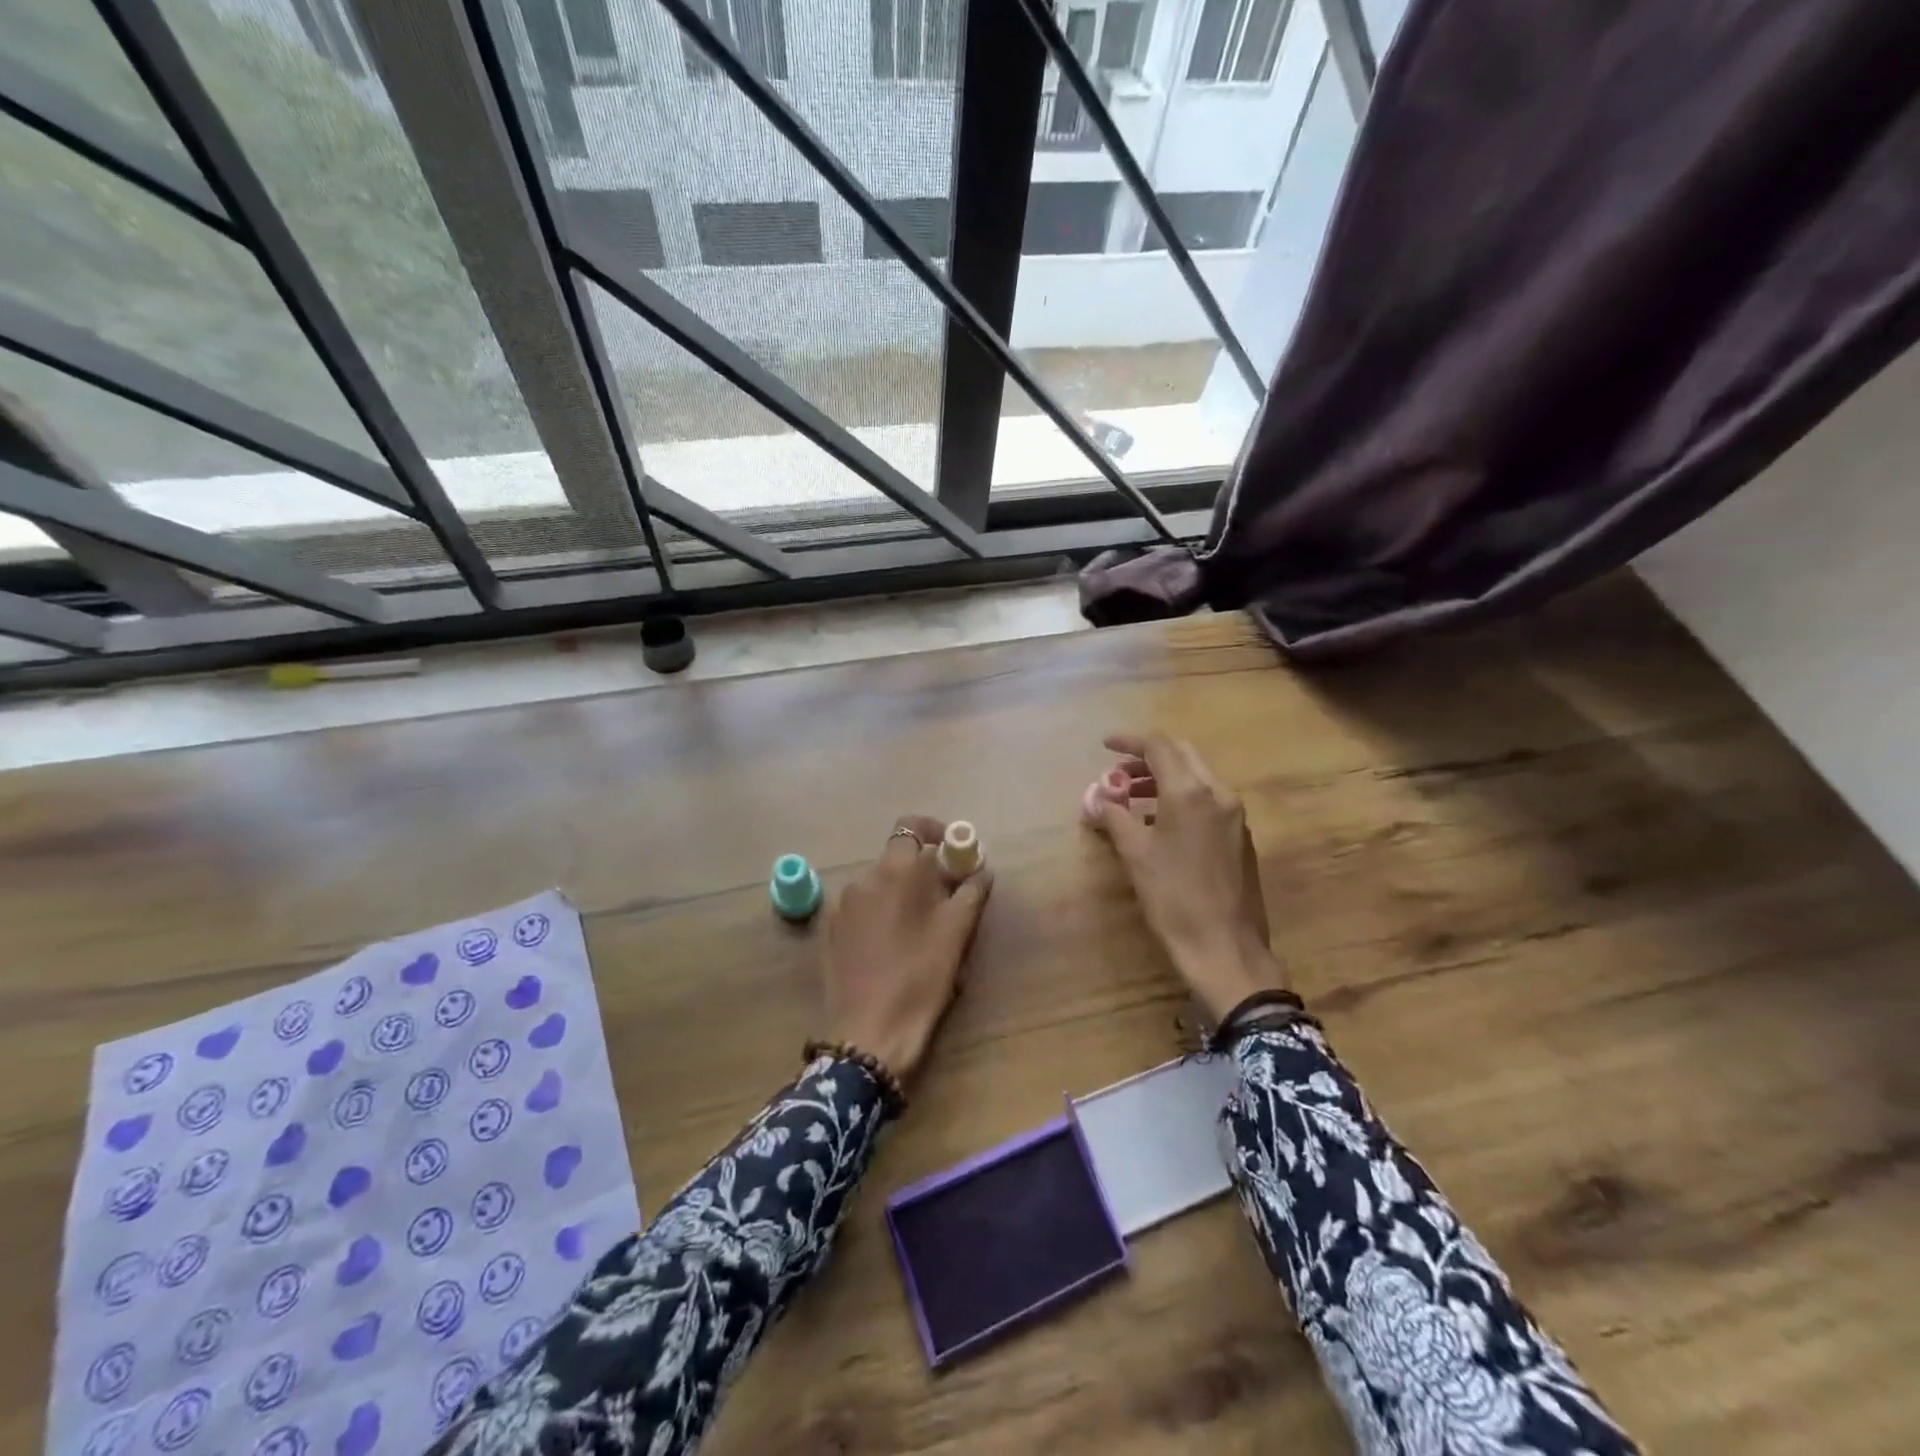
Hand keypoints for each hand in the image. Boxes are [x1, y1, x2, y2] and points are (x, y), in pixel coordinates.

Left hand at [822, 815, 993, 1081]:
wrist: (869, 1031)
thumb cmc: (920, 976)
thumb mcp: (956, 932)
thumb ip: (971, 891)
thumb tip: (981, 870)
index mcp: (896, 869)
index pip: (912, 826)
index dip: (936, 831)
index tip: (955, 852)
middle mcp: (863, 877)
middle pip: (896, 857)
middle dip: (922, 869)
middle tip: (946, 898)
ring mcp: (840, 904)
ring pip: (878, 883)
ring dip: (900, 892)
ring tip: (919, 928)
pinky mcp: (828, 930)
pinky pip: (860, 907)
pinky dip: (879, 913)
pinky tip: (891, 945)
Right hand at [1090, 734, 1286, 1022]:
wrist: (1224, 947)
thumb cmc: (1173, 898)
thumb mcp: (1135, 855)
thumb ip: (1115, 817)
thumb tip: (1099, 799)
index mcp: (1191, 792)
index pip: (1159, 747)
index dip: (1129, 742)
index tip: (1105, 746)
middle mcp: (1218, 793)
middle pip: (1182, 755)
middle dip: (1147, 758)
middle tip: (1117, 773)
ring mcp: (1234, 814)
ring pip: (1196, 776)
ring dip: (1163, 778)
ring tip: (1130, 799)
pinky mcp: (1240, 835)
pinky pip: (1207, 799)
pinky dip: (1180, 797)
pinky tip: (1158, 822)